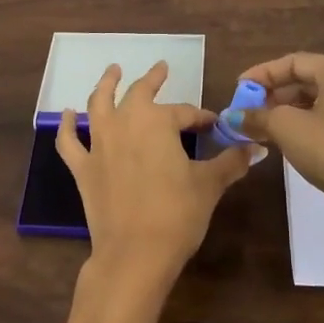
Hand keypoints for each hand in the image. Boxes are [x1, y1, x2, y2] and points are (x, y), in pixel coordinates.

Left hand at [58, 61, 258, 322]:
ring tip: (112, 71)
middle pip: (139, 93)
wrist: (135, 254)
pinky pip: (69, 141)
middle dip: (153, 80)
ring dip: (106, 84)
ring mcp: (99, 144)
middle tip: (161, 69)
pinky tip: (66, 114)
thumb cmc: (177, 214)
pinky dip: (66, 125)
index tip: (214, 126)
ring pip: (99, 104)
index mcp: (157, 122)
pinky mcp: (82, 168)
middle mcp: (125, 122)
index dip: (202, 118)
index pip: (185, 113)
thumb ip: (231, 162)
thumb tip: (257, 148)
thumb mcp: (209, 185)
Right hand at [225, 52, 323, 231]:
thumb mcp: (287, 128)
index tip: (238, 90)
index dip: (262, 74)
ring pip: (319, 101)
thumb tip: (232, 116)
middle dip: (274, 95)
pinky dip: (308, 124)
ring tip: (263, 128)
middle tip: (248, 111)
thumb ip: (257, 116)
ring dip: (288, 112)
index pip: (293, 62)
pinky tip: (289, 141)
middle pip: (307, 80)